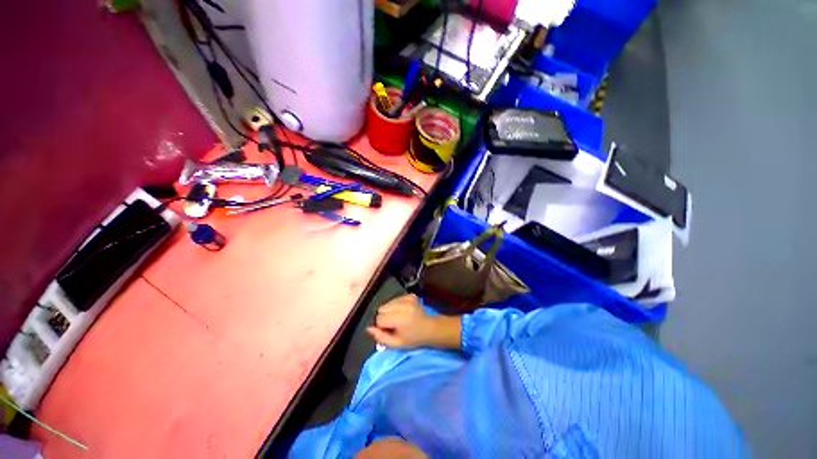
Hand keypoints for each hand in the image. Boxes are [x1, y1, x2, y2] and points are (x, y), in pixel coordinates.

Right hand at [367, 294, 460, 349]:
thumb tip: (369, 329)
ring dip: (389, 311)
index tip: (390, 331)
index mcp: (400, 318)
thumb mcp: (397, 344)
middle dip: (384, 317)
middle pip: (381, 309)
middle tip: (394, 325)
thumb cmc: (414, 339)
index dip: (382, 327)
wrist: (431, 329)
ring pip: (387, 304)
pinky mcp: (410, 296)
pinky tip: (403, 312)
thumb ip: (381, 338)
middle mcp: (403, 306)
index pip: (379, 319)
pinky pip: (394, 300)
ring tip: (399, 319)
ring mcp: (407, 299)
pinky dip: (395, 306)